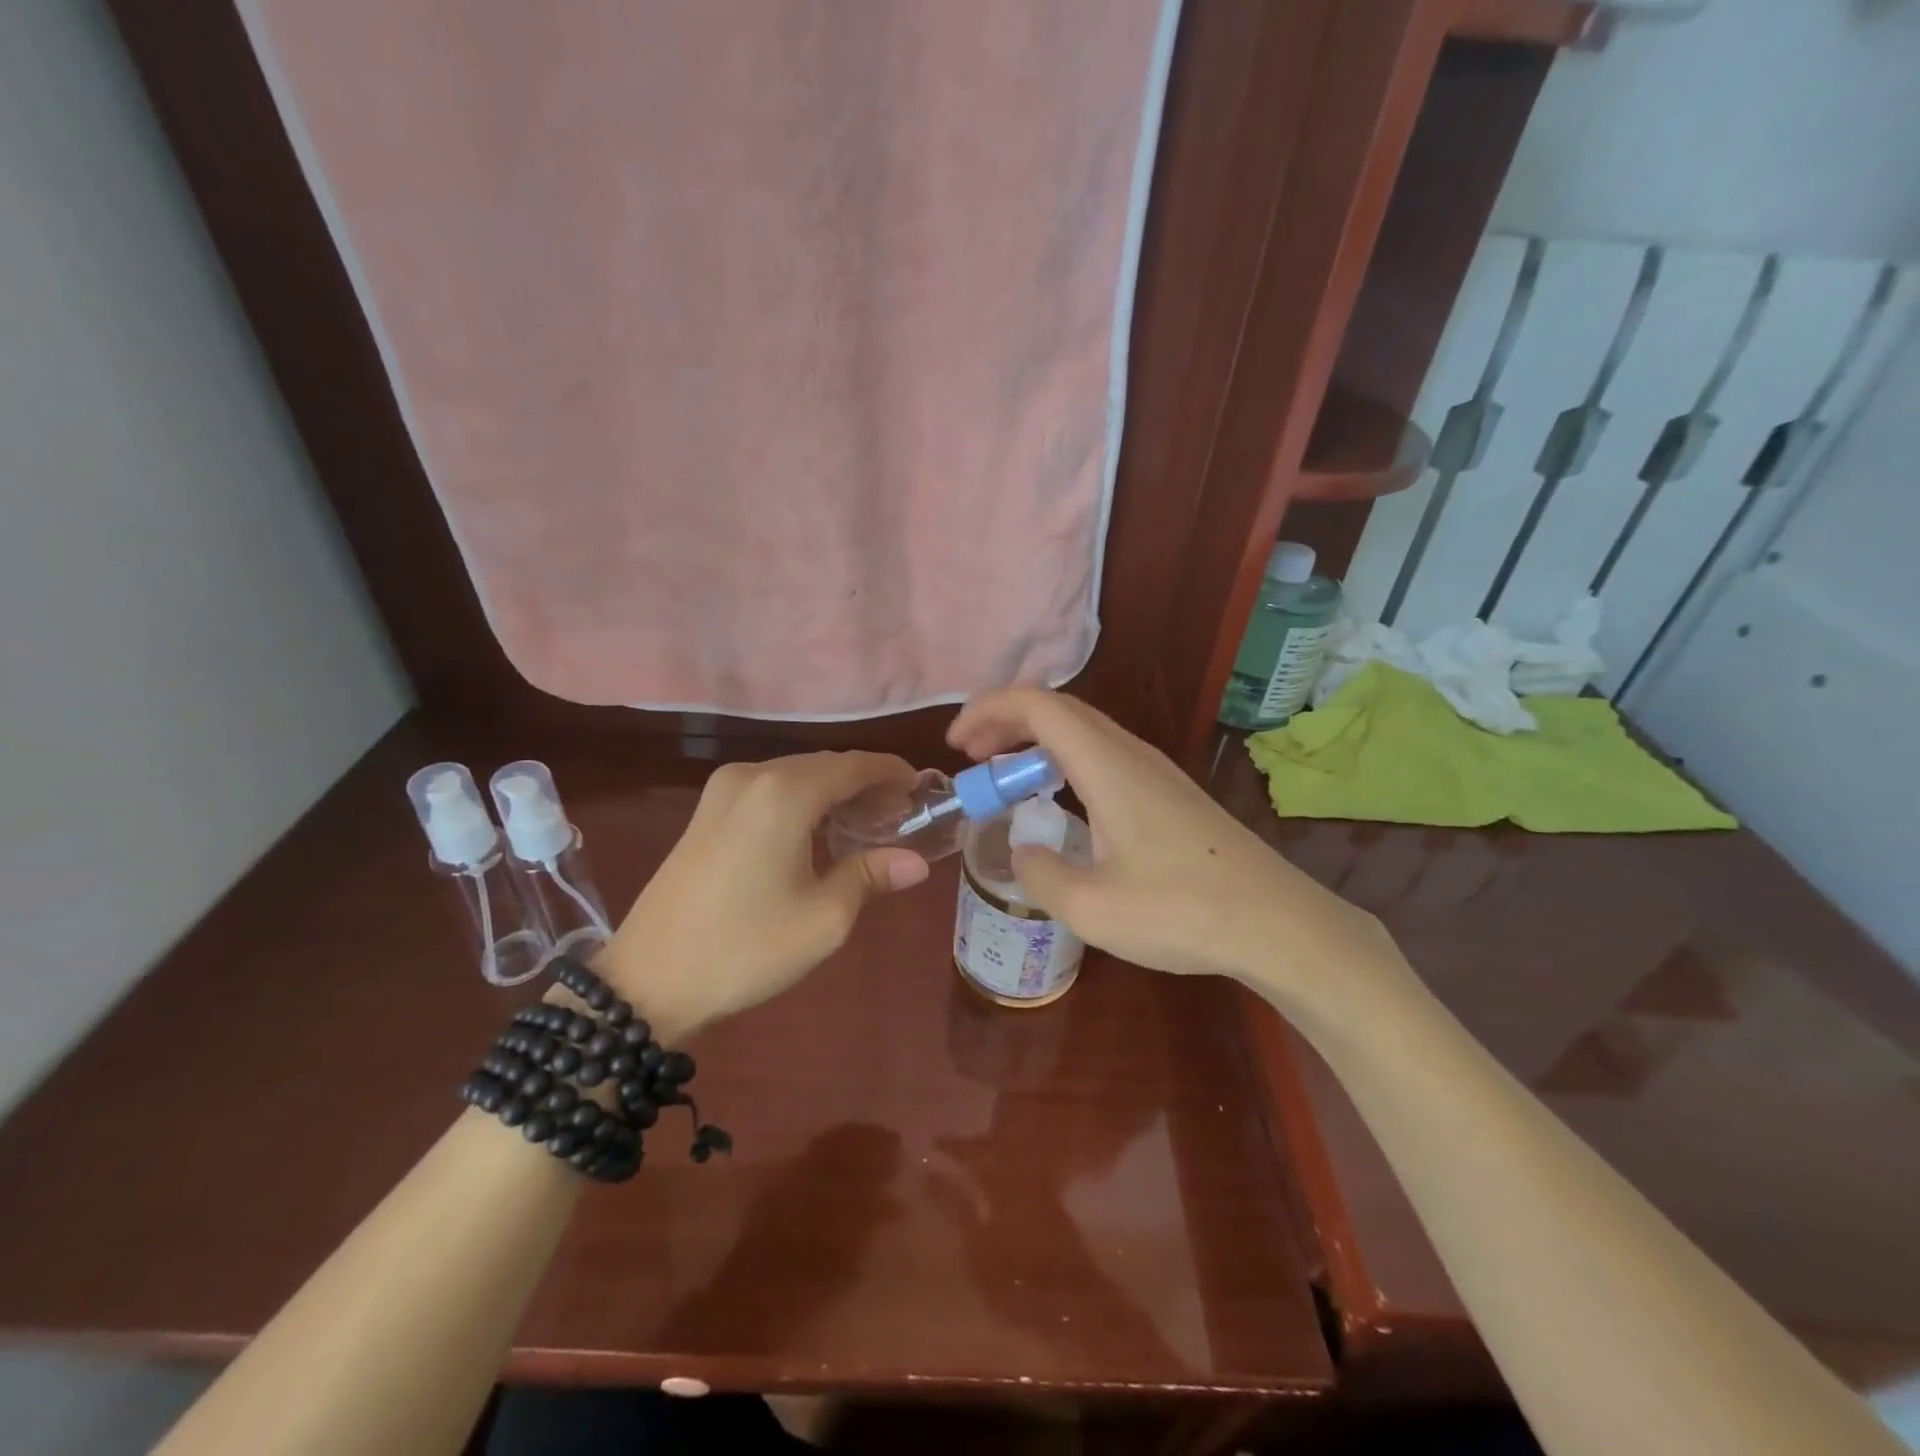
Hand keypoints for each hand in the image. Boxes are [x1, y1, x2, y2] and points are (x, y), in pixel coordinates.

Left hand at [597, 752, 930, 1040]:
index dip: (892, 773)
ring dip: (833, 793)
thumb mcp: (824, 917)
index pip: (854, 765)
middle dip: (865, 785)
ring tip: (866, 826)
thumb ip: (871, 875)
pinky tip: (818, 833)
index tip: (922, 790)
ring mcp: (722, 791)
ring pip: (796, 776)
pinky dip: (803, 802)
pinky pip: (769, 791)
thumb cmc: (746, 948)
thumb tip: (916, 861)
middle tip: (900, 816)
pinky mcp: (706, 812)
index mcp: (784, 792)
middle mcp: (753, 776)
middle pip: (825, 765)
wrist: (647, 982)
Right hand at [947, 689, 1393, 1004]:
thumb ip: (1040, 873)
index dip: (988, 710)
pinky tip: (1058, 801)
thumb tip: (1024, 850)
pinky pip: (1101, 754)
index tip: (957, 747)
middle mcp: (1130, 754)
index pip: (1037, 705)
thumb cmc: (1182, 912)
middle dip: (1005, 722)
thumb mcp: (1091, 909)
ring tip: (1005, 777)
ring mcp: (1154, 770)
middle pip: (1058, 709)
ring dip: (1034, 741)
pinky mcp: (1168, 792)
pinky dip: (1063, 760)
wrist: (1278, 924)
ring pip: (1082, 730)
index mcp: (1107, 766)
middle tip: (972, 759)